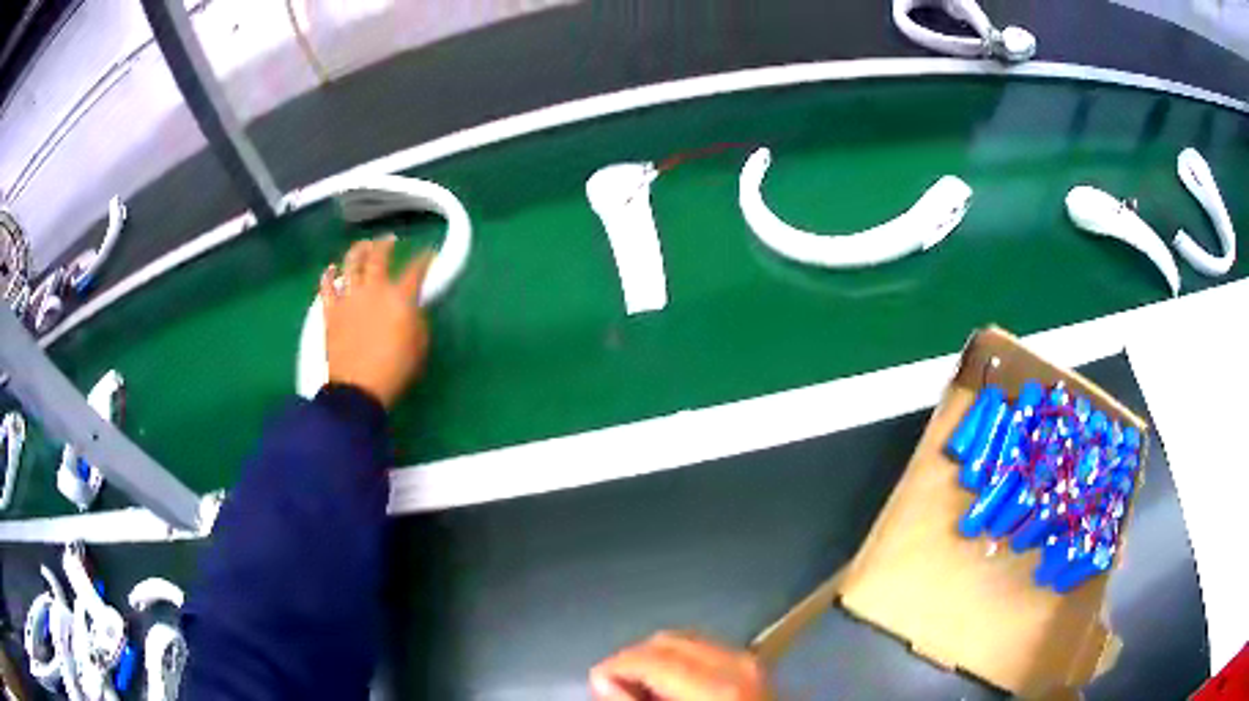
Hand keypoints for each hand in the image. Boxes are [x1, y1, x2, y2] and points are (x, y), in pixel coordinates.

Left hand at [320, 235, 431, 407]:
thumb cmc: (395, 370)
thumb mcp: (419, 346)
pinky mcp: (331, 311)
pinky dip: (328, 275)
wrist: (358, 388)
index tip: (429, 253)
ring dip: (358, 251)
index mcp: (400, 298)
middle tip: (389, 240)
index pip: (416, 270)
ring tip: (363, 245)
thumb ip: (417, 320)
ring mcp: (349, 298)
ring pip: (351, 264)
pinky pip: (326, 287)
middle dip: (386, 244)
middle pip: (378, 257)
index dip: (425, 258)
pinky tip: (331, 269)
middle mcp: (373, 290)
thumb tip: (413, 308)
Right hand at [590, 631, 769, 700]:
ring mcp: (751, 661)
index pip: (650, 656)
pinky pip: (709, 651)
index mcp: (715, 681)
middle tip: (614, 686)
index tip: (596, 682)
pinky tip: (674, 685)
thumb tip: (603, 681)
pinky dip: (683, 662)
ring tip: (641, 687)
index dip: (615, 665)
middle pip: (669, 641)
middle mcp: (736, 661)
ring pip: (689, 642)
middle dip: (636, 659)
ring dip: (659, 659)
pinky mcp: (757, 668)